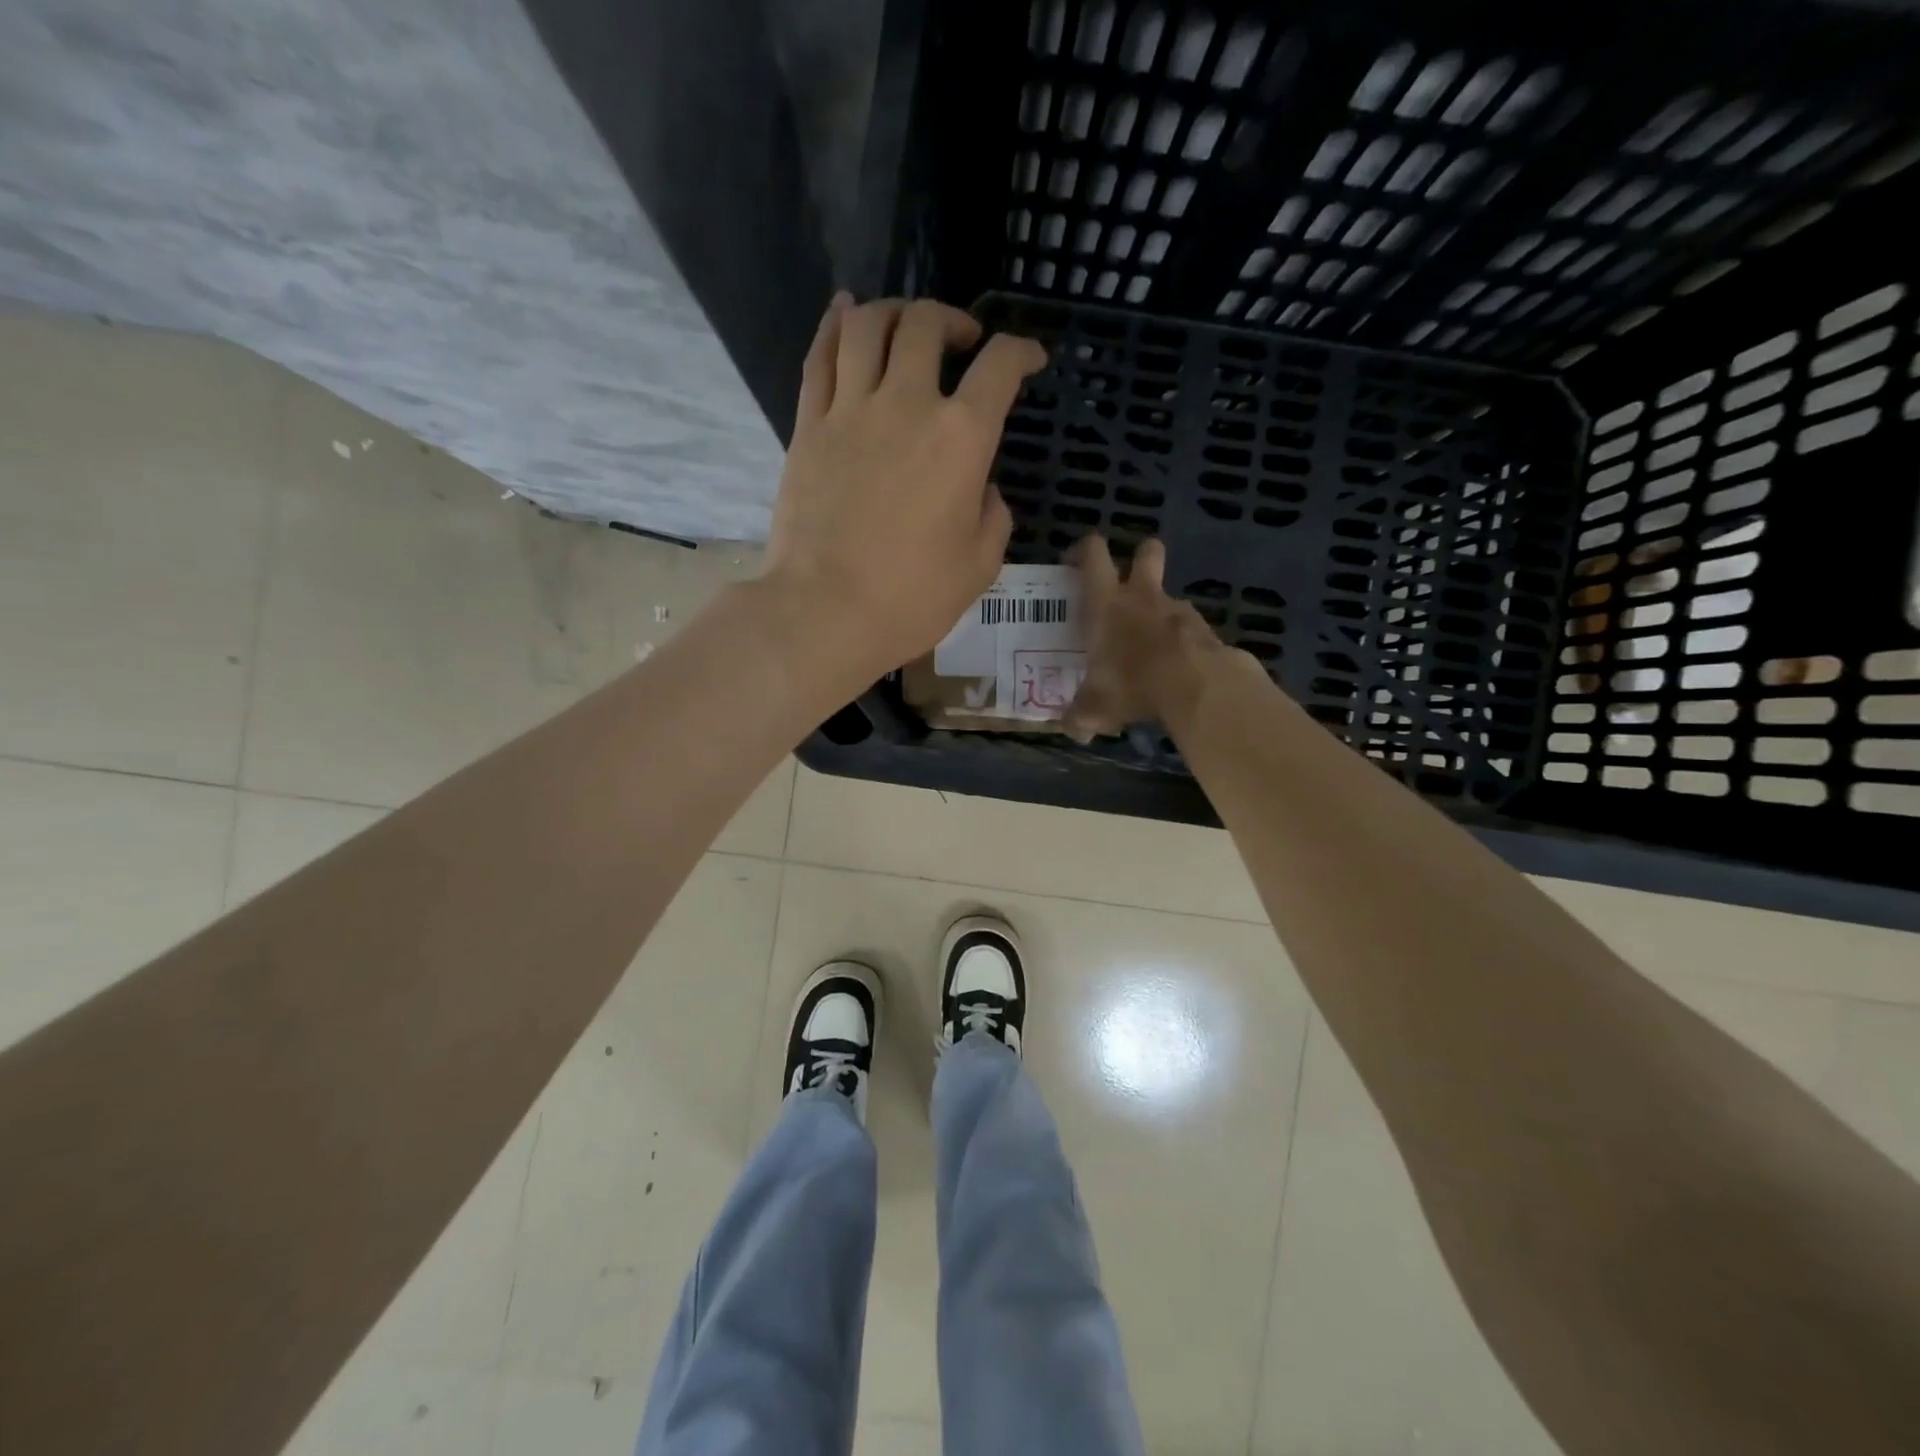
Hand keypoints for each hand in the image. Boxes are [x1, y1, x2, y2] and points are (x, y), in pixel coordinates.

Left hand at [761, 293, 1047, 685]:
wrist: (825, 612)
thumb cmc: (911, 598)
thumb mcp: (980, 566)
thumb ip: (992, 516)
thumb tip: (981, 490)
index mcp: (961, 437)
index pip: (999, 367)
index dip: (1021, 352)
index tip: (1029, 359)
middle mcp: (906, 404)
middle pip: (926, 324)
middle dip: (953, 319)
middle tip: (962, 340)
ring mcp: (850, 411)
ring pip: (867, 325)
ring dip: (894, 310)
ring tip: (905, 324)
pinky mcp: (808, 427)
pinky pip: (820, 357)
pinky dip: (834, 325)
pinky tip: (844, 313)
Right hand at [1063, 536, 1234, 742]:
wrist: (1197, 686)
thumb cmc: (1132, 683)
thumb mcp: (1094, 708)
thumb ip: (1078, 717)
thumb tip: (1070, 730)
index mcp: (1107, 603)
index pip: (1094, 555)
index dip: (1084, 550)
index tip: (1074, 560)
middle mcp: (1142, 596)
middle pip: (1146, 552)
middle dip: (1139, 556)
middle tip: (1127, 580)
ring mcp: (1178, 610)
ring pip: (1168, 595)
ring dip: (1159, 610)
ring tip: (1148, 644)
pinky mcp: (1206, 630)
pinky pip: (1188, 627)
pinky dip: (1180, 641)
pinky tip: (1174, 667)